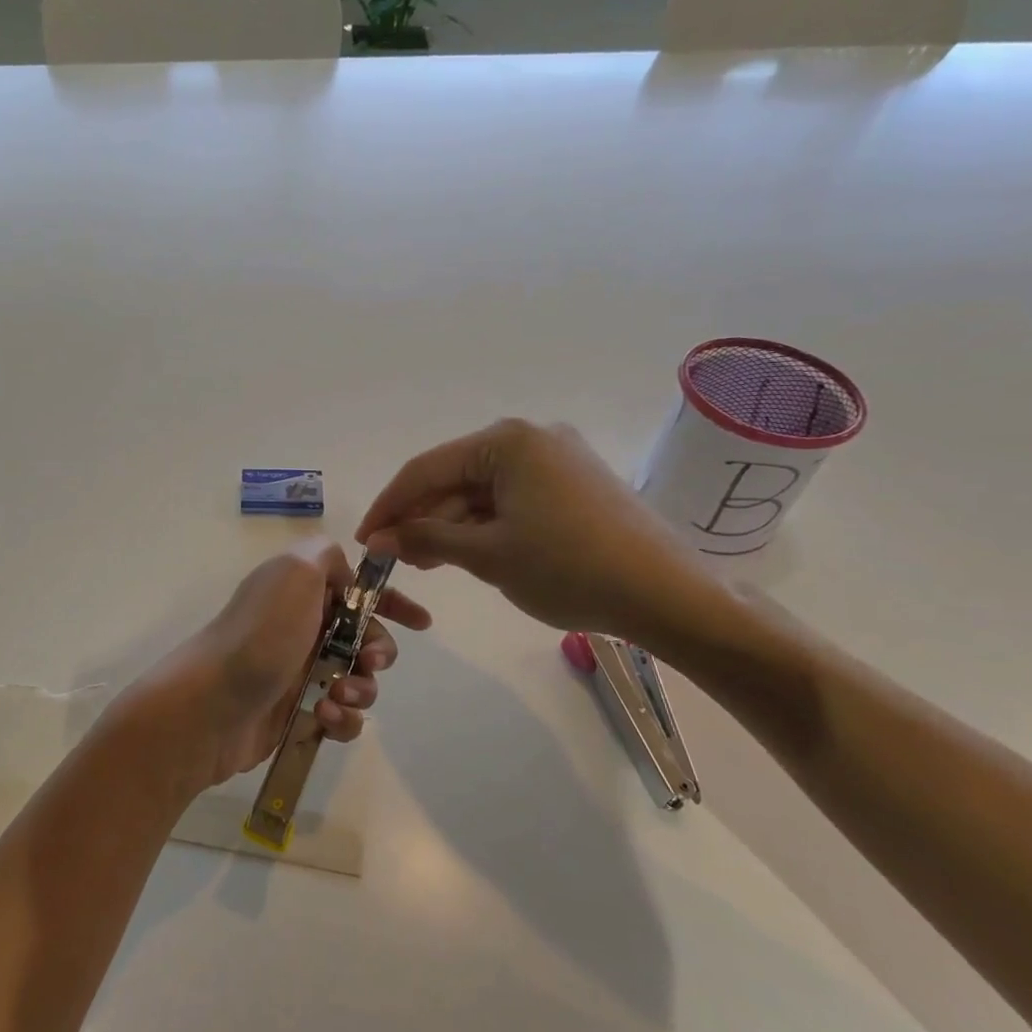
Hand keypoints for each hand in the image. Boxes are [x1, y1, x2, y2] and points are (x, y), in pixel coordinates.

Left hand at [164, 539, 430, 788]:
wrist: (210, 705)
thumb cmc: (260, 634)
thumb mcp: (294, 571)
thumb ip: (325, 555)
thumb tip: (345, 573)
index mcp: (301, 591)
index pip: (356, 589)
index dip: (392, 603)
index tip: (420, 623)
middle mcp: (301, 629)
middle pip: (365, 637)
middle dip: (379, 650)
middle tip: (368, 661)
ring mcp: (299, 674)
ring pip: (359, 681)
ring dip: (362, 690)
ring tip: (338, 697)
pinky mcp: (298, 715)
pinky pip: (343, 718)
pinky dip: (344, 721)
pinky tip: (326, 721)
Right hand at [356, 418, 721, 644]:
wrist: (666, 595)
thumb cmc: (568, 569)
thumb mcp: (487, 555)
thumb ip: (426, 538)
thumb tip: (379, 539)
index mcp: (508, 440)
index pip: (427, 469)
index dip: (389, 506)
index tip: (365, 541)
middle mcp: (532, 436)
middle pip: (455, 477)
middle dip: (422, 518)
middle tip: (398, 559)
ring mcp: (558, 458)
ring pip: (483, 490)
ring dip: (453, 524)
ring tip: (430, 562)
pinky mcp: (576, 483)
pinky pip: (513, 498)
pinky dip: (486, 524)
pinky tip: (469, 552)